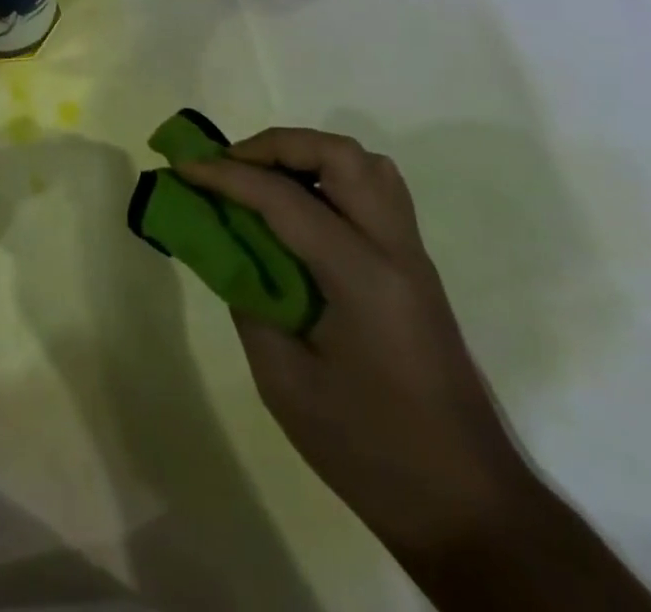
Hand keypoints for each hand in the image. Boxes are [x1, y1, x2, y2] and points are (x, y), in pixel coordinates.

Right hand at [178, 130, 538, 557]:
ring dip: (309, 154)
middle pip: (340, 154)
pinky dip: (331, 177)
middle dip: (275, 145)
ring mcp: (412, 255)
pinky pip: (375, 191)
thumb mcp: (285, 382)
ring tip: (264, 178)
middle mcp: (395, 249)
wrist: (469, 506)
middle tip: (230, 165)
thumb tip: (225, 246)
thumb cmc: (370, 451)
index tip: (182, 166)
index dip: (225, 175)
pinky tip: (302, 210)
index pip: (283, 198)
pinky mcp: (415, 268)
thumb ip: (248, 299)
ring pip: (366, 164)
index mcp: (362, 277)